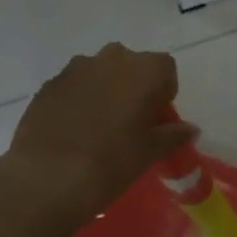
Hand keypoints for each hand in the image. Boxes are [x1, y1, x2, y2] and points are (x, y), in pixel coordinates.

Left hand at [0, 43, 195, 223]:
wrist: (46, 178)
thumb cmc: (111, 162)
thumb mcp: (150, 152)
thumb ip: (173, 135)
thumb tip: (189, 129)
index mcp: (146, 69)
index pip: (166, 70)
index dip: (163, 94)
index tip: (155, 120)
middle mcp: (113, 58)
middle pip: (132, 66)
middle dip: (133, 87)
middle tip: (129, 123)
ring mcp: (76, 68)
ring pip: (100, 73)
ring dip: (104, 91)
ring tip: (97, 128)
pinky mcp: (48, 84)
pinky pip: (73, 86)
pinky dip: (77, 101)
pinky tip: (72, 132)